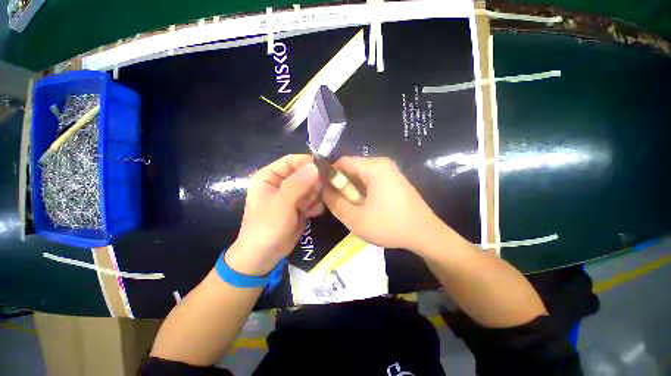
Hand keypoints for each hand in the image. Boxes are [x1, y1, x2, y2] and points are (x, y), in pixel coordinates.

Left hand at [225, 155, 323, 275]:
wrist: (264, 257)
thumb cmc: (266, 227)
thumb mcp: (281, 204)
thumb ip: (298, 184)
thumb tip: (315, 166)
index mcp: (269, 176)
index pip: (291, 161)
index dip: (308, 162)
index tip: (325, 169)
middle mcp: (281, 183)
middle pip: (305, 174)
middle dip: (314, 183)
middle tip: (319, 194)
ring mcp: (292, 195)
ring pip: (312, 186)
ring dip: (315, 196)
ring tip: (310, 208)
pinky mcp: (300, 206)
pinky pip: (313, 199)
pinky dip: (315, 205)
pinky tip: (312, 214)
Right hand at [322, 157, 443, 251]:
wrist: (425, 234)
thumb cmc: (390, 225)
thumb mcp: (355, 218)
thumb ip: (335, 202)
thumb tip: (324, 190)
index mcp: (374, 167)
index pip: (342, 162)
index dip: (329, 175)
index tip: (323, 190)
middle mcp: (382, 164)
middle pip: (352, 167)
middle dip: (341, 184)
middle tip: (337, 202)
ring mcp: (390, 171)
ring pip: (361, 175)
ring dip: (352, 188)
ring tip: (350, 205)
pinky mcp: (394, 180)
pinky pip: (371, 179)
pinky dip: (362, 190)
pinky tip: (364, 205)